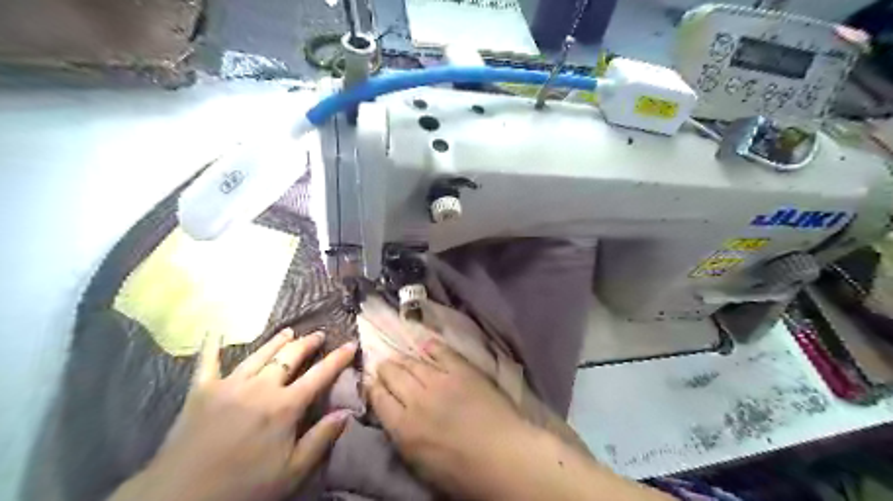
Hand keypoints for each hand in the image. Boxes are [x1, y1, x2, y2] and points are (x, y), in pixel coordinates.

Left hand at [111, 330, 357, 500]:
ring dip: (276, 341)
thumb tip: (347, 412)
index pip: (320, 375)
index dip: (338, 358)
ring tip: (289, 331)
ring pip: (259, 354)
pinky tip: (216, 331)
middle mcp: (261, 387)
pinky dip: (212, 346)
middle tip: (319, 335)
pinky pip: (207, 362)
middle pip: (290, 357)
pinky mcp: (201, 391)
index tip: (351, 344)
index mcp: (285, 406)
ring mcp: (229, 385)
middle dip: (308, 343)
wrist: (180, 499)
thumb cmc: (243, 487)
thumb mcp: (292, 471)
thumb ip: (321, 438)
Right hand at [361, 337, 536, 500]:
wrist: (503, 456)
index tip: (371, 382)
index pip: (379, 400)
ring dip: (404, 359)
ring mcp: (440, 380)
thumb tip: (396, 418)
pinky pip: (442, 352)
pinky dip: (432, 347)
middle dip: (385, 369)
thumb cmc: (463, 473)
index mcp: (403, 428)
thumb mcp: (421, 464)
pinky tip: (426, 345)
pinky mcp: (462, 370)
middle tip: (384, 365)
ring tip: (400, 356)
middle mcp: (416, 399)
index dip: (373, 388)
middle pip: (393, 375)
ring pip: (414, 363)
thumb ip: (404, 436)